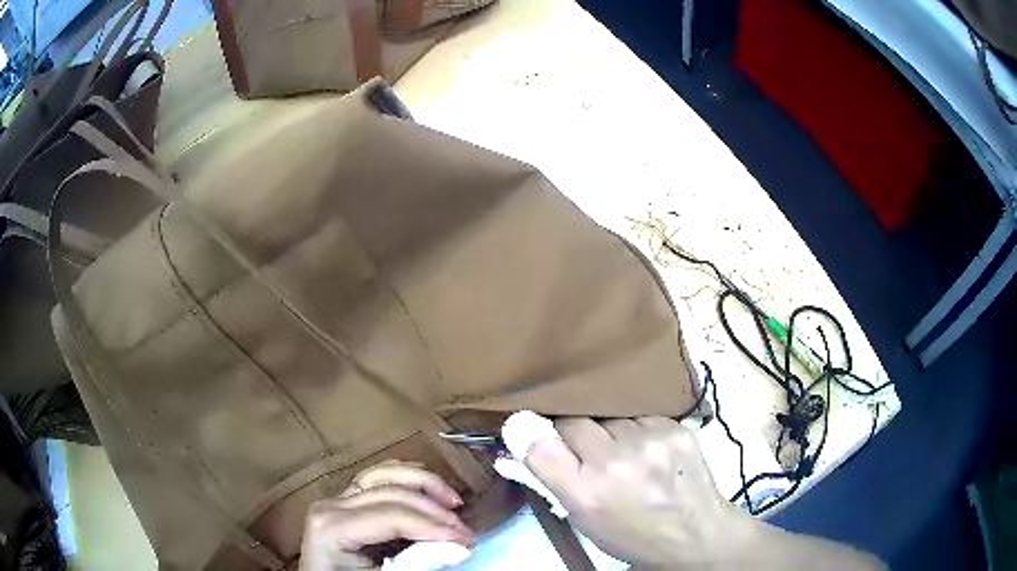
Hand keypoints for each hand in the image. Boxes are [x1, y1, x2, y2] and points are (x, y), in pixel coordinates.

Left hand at [299, 461, 475, 569]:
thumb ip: (418, 563)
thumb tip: (459, 546)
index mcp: (332, 527)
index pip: (392, 515)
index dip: (434, 525)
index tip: (467, 540)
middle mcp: (331, 505)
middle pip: (392, 493)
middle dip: (435, 510)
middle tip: (466, 531)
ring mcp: (336, 500)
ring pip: (384, 474)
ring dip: (423, 483)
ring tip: (454, 500)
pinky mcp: (345, 501)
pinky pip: (376, 478)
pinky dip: (405, 476)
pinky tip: (427, 483)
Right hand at [523, 417, 743, 566]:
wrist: (695, 535)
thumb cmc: (631, 535)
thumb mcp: (582, 519)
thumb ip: (552, 477)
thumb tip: (522, 436)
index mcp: (584, 493)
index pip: (539, 442)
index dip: (534, 435)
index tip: (534, 432)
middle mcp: (614, 461)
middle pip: (573, 420)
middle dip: (574, 433)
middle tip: (588, 453)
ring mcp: (650, 441)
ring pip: (609, 416)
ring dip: (609, 431)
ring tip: (626, 454)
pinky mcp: (676, 428)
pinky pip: (640, 416)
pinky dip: (638, 430)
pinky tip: (650, 450)